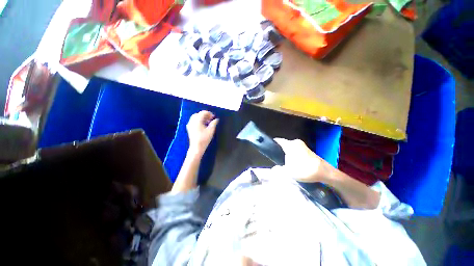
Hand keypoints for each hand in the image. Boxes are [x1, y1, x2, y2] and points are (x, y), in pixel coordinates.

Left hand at [186, 111, 218, 155]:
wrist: (196, 147)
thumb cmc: (204, 139)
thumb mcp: (211, 130)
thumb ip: (214, 123)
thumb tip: (216, 119)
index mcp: (197, 120)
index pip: (203, 113)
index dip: (209, 113)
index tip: (213, 117)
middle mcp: (192, 121)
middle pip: (199, 114)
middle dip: (205, 115)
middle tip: (211, 119)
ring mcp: (190, 124)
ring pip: (196, 117)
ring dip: (202, 117)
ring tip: (208, 122)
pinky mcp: (189, 128)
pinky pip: (193, 121)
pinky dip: (198, 120)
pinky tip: (203, 125)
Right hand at [273, 138, 333, 182]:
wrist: (325, 172)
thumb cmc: (306, 170)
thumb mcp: (289, 172)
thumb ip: (279, 170)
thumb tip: (273, 169)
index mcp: (291, 145)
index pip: (278, 141)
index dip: (273, 144)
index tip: (269, 149)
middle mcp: (295, 142)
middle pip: (283, 145)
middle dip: (280, 152)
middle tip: (277, 160)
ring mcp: (301, 145)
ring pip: (289, 148)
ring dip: (286, 154)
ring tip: (284, 163)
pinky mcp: (305, 149)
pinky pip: (294, 150)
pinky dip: (292, 155)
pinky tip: (292, 163)